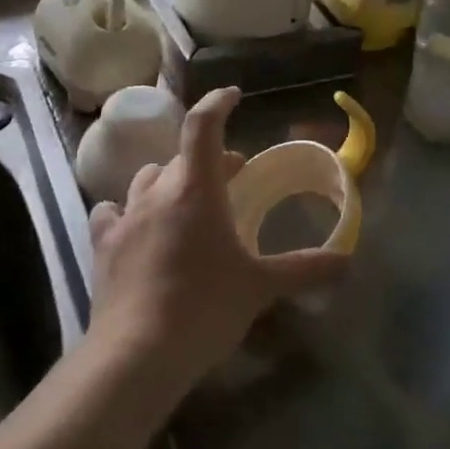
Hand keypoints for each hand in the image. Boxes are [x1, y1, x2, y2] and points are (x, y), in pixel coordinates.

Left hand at [86, 87, 346, 399]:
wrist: (137, 352)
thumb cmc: (205, 307)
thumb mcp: (260, 288)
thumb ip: (304, 269)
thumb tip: (347, 260)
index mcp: (195, 189)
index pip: (203, 126)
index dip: (217, 103)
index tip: (232, 96)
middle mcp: (156, 191)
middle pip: (180, 158)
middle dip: (208, 160)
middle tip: (232, 177)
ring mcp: (125, 216)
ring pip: (146, 180)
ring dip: (169, 182)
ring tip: (185, 202)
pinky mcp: (102, 244)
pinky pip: (112, 212)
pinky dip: (128, 212)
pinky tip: (136, 226)